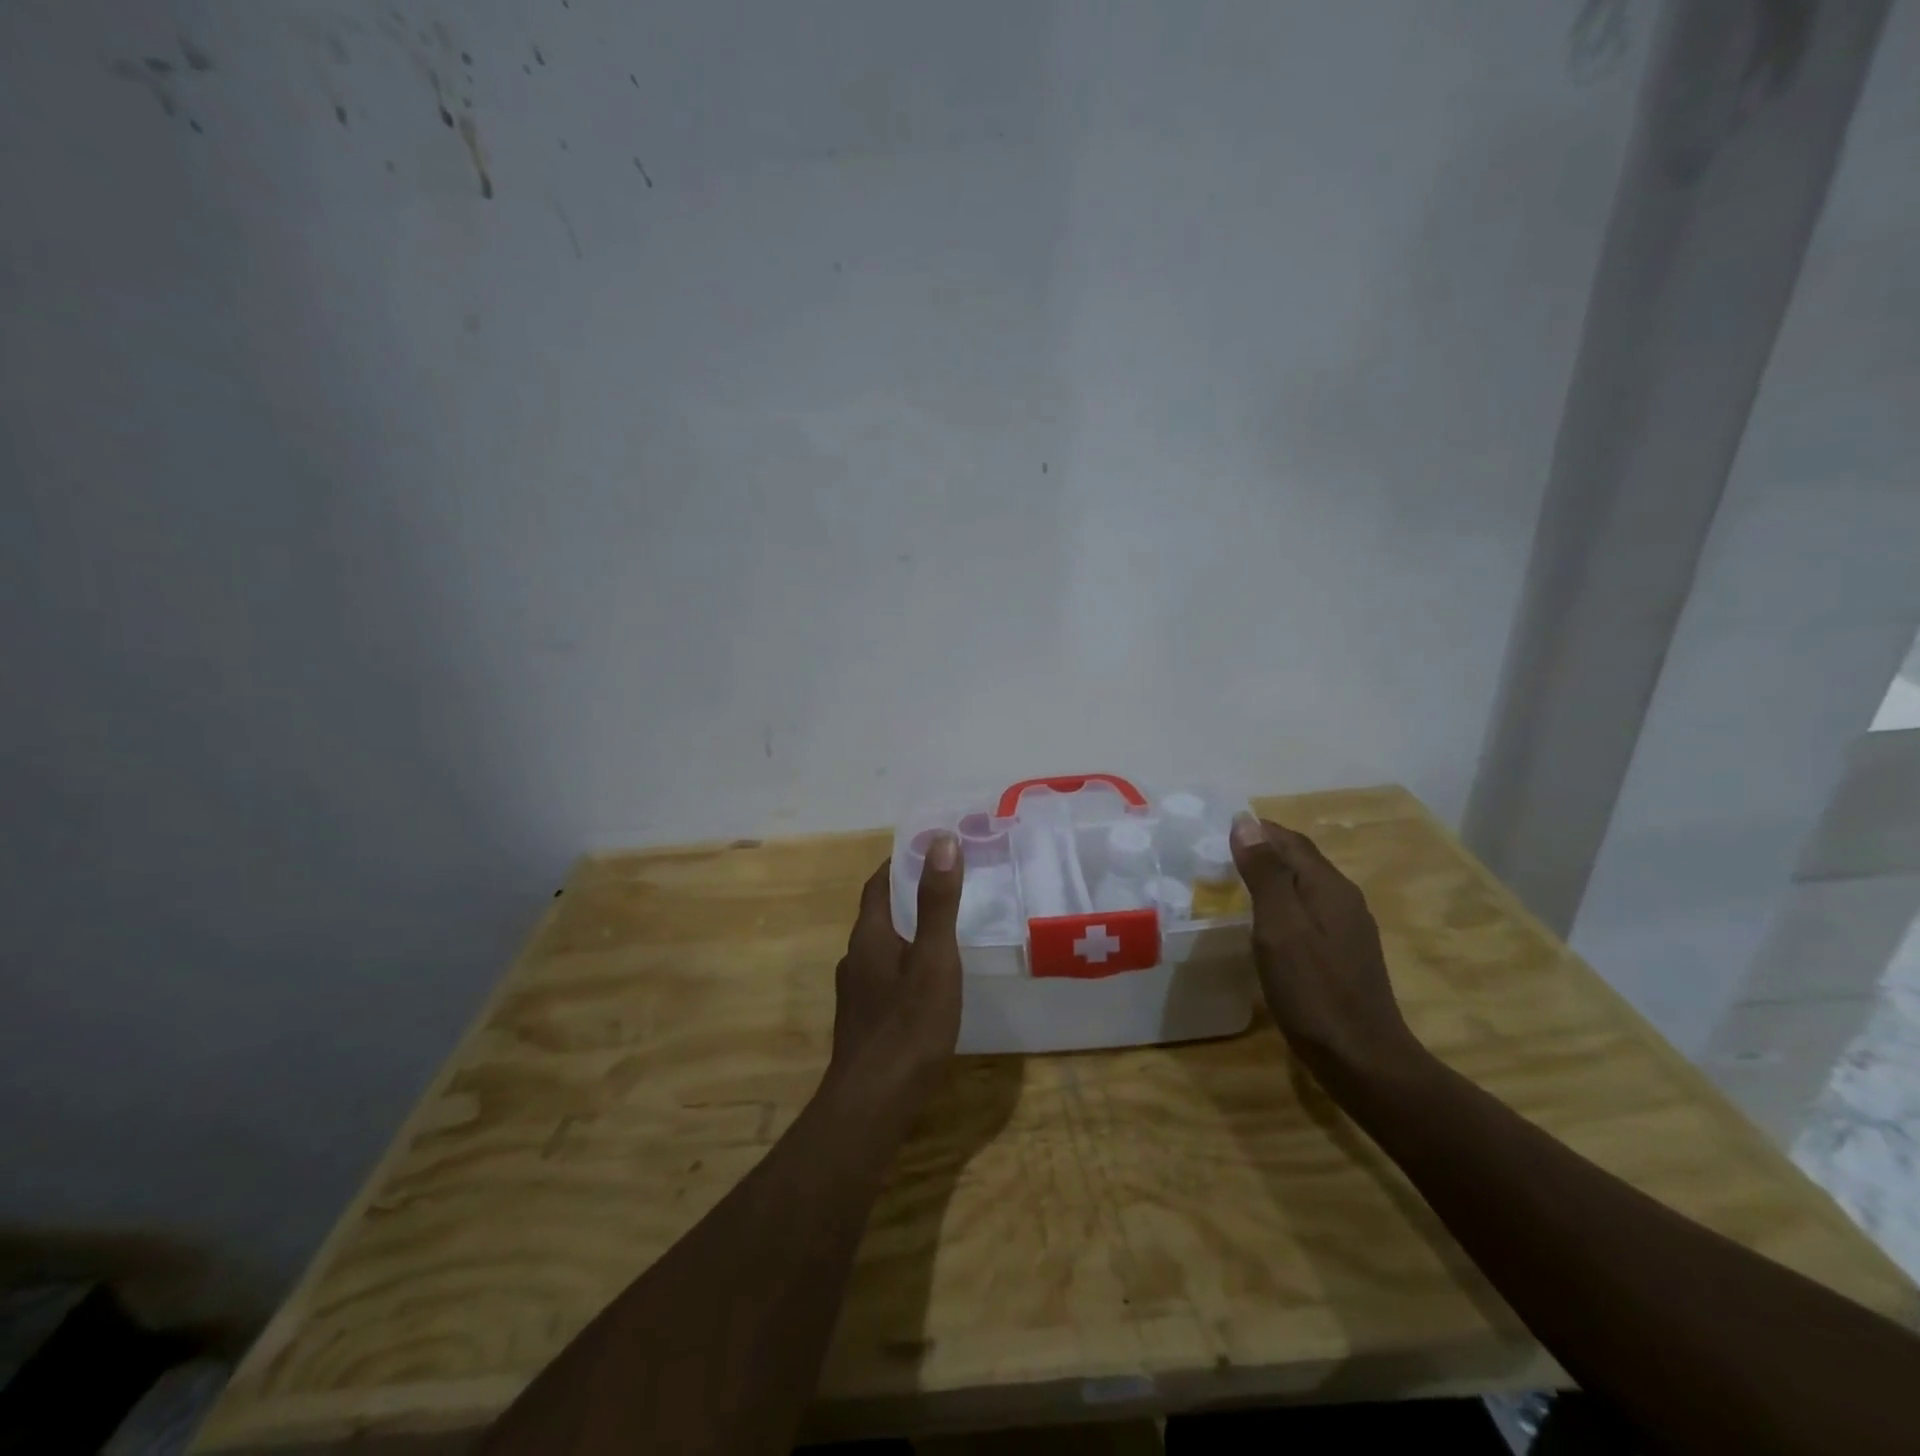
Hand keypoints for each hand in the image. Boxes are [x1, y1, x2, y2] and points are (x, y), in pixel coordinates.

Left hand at [827, 833, 964, 1107]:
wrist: (873, 1104)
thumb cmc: (908, 1025)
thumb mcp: (934, 958)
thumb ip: (938, 902)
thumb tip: (940, 840)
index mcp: (869, 936)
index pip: (878, 884)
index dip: (899, 862)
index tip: (929, 849)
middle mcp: (855, 958)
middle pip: (879, 915)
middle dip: (908, 897)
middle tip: (947, 887)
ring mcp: (856, 993)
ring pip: (883, 949)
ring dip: (908, 933)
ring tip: (944, 933)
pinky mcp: (864, 1022)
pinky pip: (886, 978)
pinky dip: (907, 965)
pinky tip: (930, 984)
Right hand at [1229, 812, 1418, 1085]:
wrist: (1364, 1061)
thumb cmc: (1314, 991)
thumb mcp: (1280, 928)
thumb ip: (1265, 873)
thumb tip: (1246, 822)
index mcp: (1329, 887)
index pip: (1290, 841)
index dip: (1256, 830)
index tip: (1217, 831)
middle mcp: (1344, 899)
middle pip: (1301, 860)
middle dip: (1263, 851)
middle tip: (1219, 856)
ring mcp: (1348, 929)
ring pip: (1305, 887)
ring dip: (1272, 878)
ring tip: (1234, 885)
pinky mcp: (1344, 955)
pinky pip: (1309, 913)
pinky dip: (1282, 905)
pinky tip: (1265, 926)